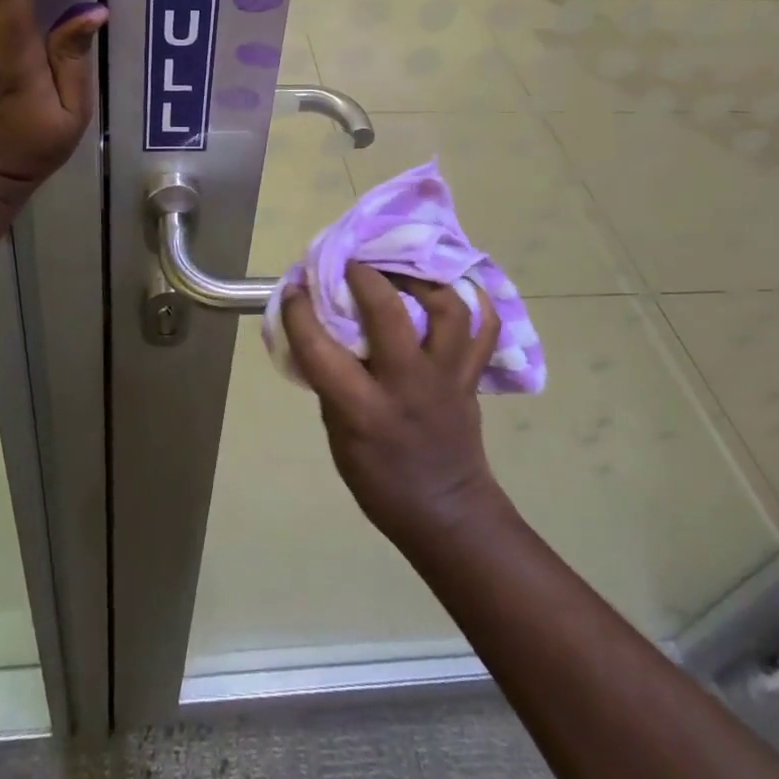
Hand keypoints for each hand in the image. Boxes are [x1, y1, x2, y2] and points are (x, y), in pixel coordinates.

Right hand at [283, 263, 505, 552]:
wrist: (448, 515)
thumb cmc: (381, 480)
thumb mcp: (338, 436)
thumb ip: (330, 380)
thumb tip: (318, 327)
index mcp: (364, 410)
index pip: (321, 349)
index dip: (300, 312)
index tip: (293, 288)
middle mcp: (408, 385)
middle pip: (390, 312)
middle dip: (365, 276)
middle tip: (350, 264)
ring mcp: (448, 378)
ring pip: (448, 309)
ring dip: (423, 280)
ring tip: (401, 269)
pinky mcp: (472, 377)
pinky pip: (485, 329)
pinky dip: (475, 301)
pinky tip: (453, 284)